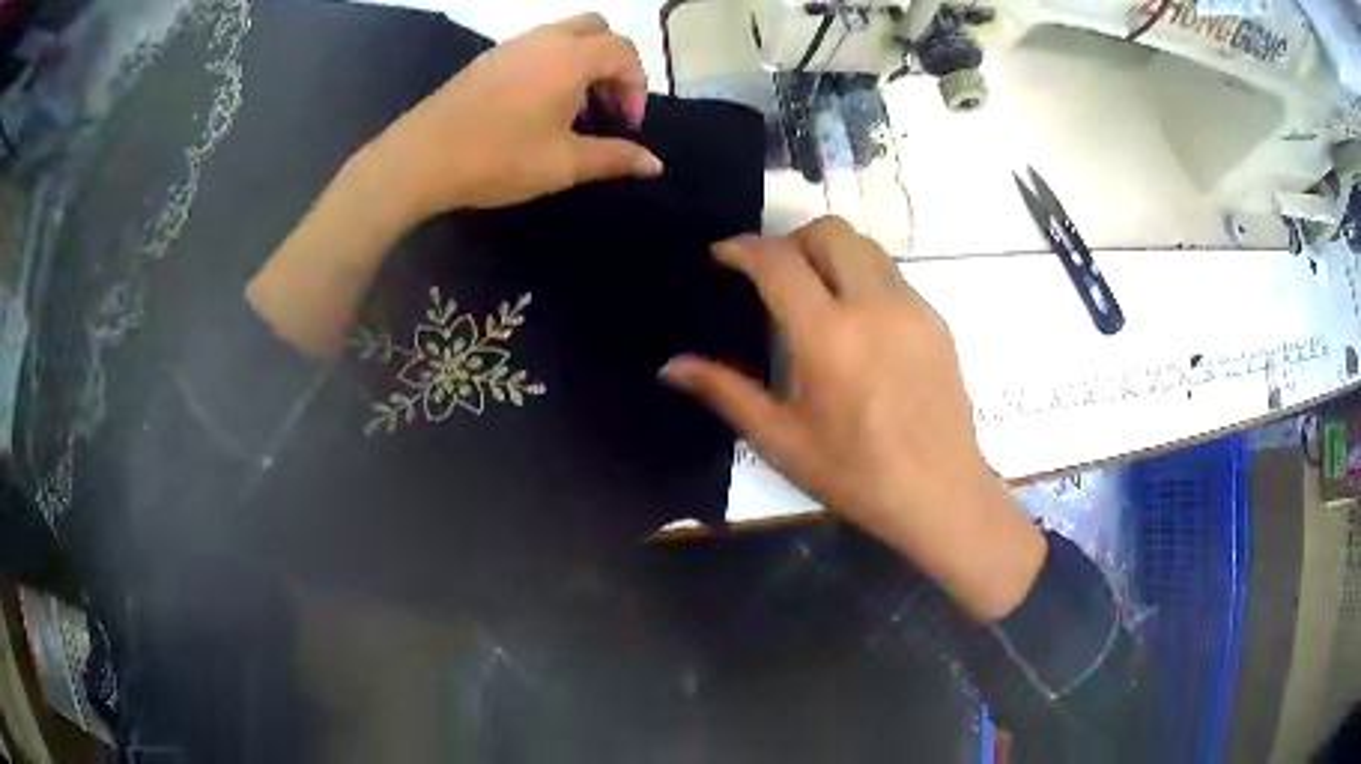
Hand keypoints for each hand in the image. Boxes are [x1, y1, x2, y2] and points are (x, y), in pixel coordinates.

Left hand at [365, 12, 663, 223]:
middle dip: (613, 62)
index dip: (636, 86)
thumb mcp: (563, 164)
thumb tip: (656, 164)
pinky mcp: (487, 60)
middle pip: (596, 28)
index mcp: (569, 57)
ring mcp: (511, 46)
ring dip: (582, 63)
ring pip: (564, 35)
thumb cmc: (498, 159)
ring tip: (573, 110)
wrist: (420, 159)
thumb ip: (614, 158)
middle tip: (607, 104)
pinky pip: (535, 47)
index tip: (626, 125)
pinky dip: (553, 64)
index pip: (623, 51)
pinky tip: (537, 107)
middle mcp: (543, 39)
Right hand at [661, 217, 1045, 620]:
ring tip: (813, 292)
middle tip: (771, 275)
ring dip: (830, 253)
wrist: (941, 494)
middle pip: (828, 231)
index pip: (778, 261)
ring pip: (865, 246)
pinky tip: (856, 322)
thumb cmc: (857, 476)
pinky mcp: (936, 320)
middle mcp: (874, 305)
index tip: (722, 254)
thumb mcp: (782, 441)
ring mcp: (912, 308)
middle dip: (790, 239)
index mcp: (828, 336)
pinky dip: (862, 276)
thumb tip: (670, 366)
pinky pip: (892, 274)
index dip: (742, 248)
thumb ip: (725, 392)